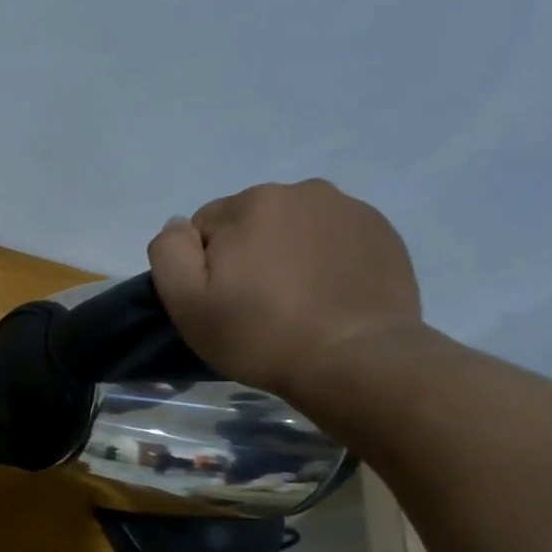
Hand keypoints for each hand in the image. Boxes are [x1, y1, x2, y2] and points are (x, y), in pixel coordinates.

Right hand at [147, 180, 421, 403]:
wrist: (354, 360)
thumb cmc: (260, 334)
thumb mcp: (187, 302)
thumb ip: (169, 252)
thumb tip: (178, 225)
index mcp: (252, 202)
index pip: (204, 227)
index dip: (204, 267)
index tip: (221, 301)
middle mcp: (303, 191)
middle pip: (251, 222)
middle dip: (247, 255)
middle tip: (256, 304)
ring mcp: (349, 209)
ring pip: (293, 229)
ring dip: (285, 255)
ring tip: (295, 302)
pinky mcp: (382, 233)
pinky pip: (333, 240)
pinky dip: (323, 261)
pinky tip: (326, 297)